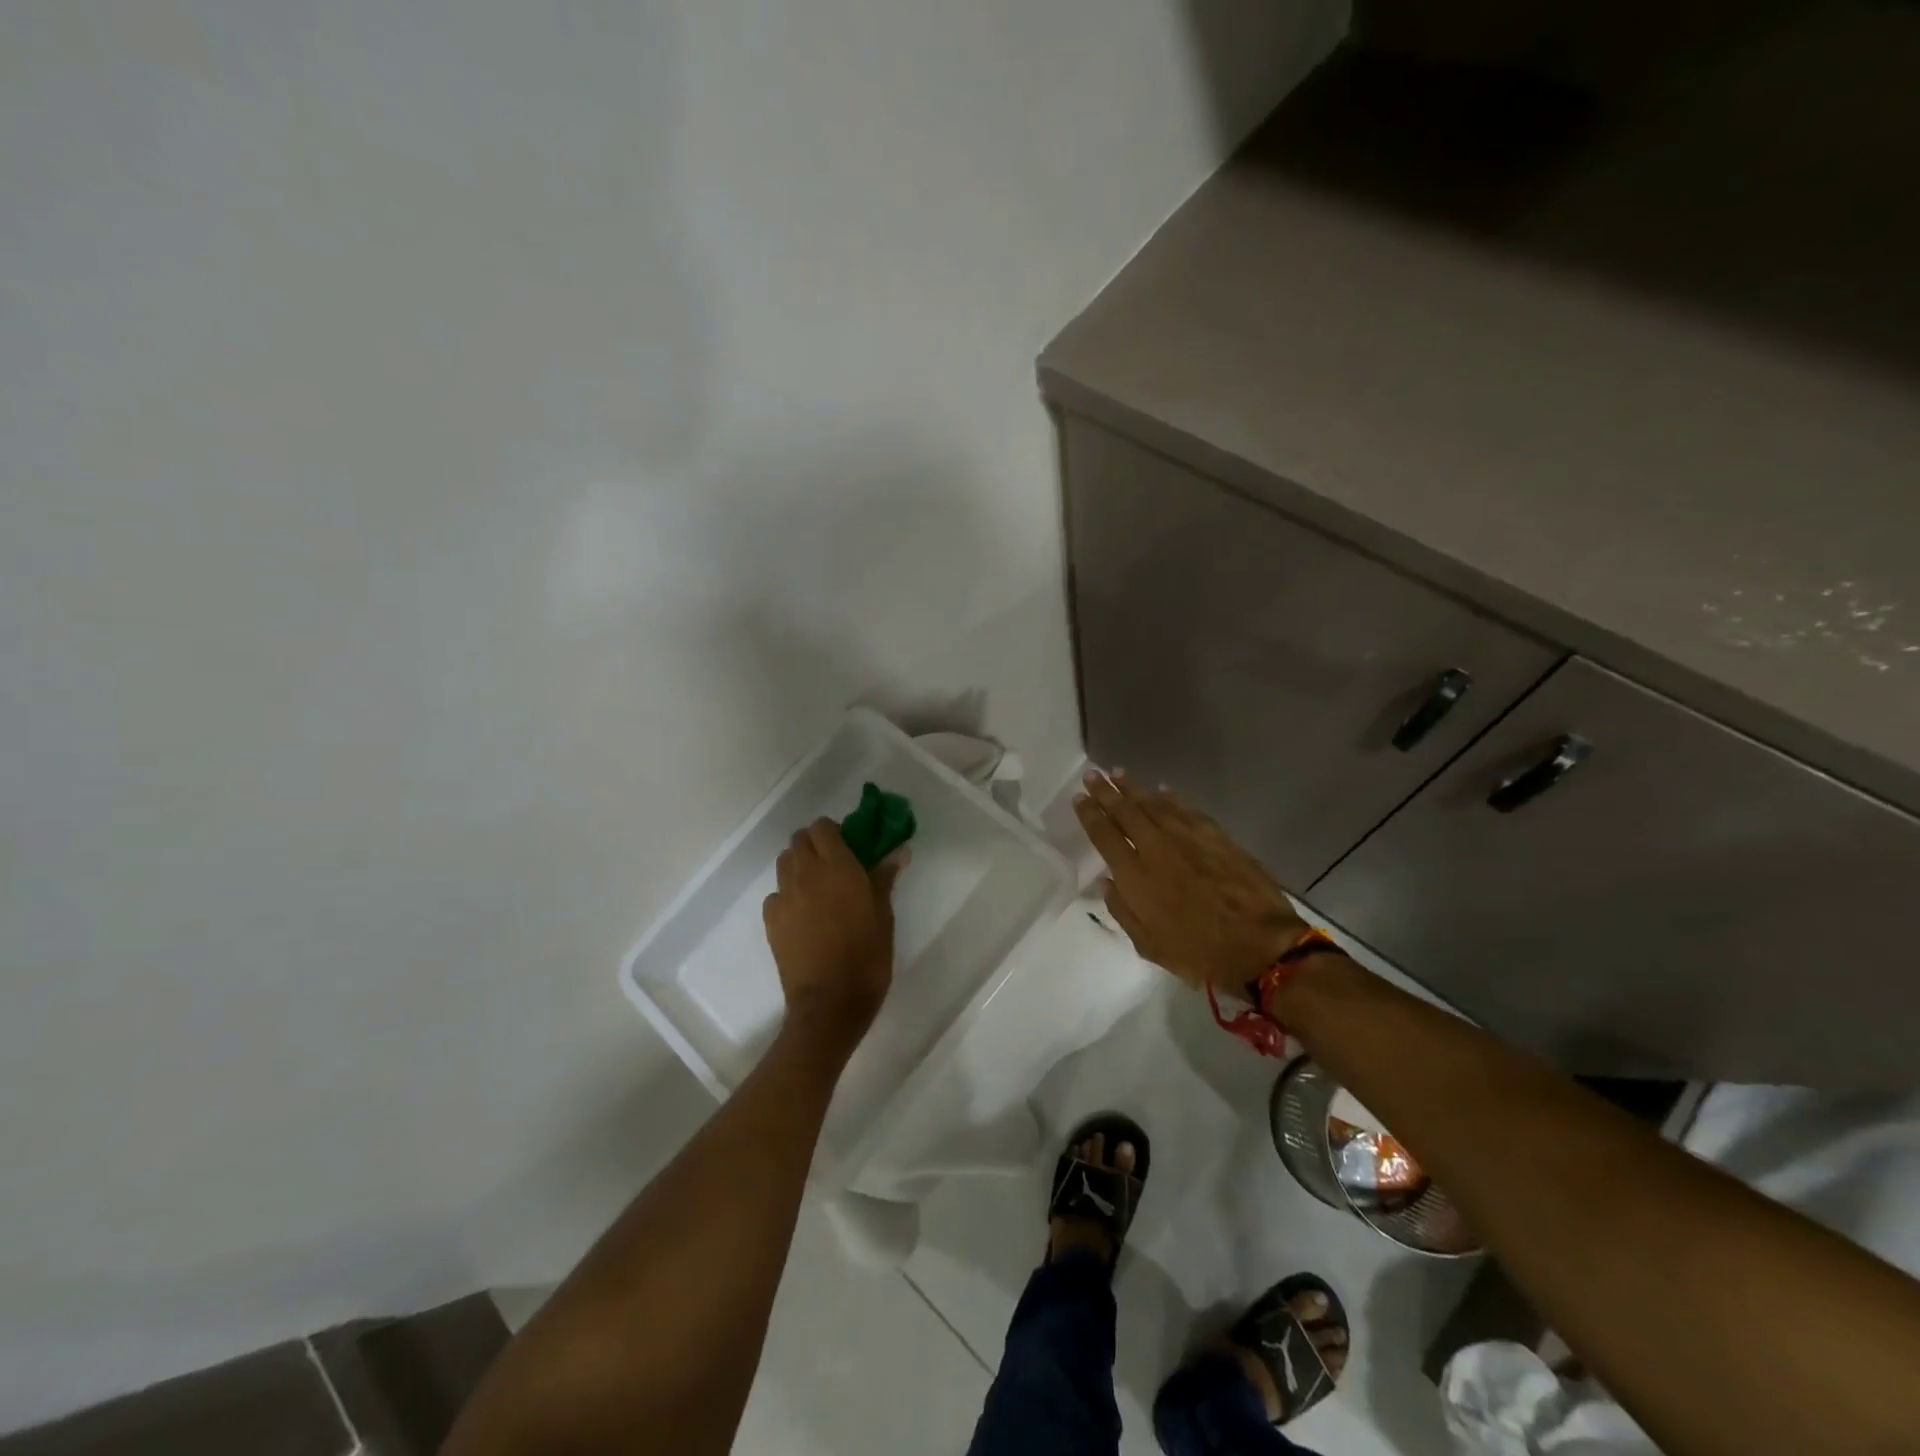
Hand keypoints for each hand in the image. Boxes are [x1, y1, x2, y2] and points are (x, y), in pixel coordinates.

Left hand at [763, 819, 903, 1051]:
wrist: (831, 1002)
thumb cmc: (867, 955)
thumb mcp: (884, 915)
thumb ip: (884, 877)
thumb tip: (898, 850)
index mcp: (838, 867)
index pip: (823, 827)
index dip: (833, 832)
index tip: (848, 847)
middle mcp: (806, 873)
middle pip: (799, 840)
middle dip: (814, 845)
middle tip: (833, 866)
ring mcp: (784, 896)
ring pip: (784, 862)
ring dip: (798, 865)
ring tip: (816, 888)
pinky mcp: (771, 919)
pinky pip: (775, 893)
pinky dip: (787, 894)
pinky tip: (802, 914)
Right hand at [1074, 771, 1306, 992]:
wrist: (1260, 946)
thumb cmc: (1199, 954)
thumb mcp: (1149, 945)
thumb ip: (1122, 911)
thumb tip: (1107, 882)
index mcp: (1135, 876)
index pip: (1105, 835)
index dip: (1090, 814)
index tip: (1079, 798)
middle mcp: (1157, 848)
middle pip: (1126, 812)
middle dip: (1106, 792)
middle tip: (1092, 776)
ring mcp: (1188, 838)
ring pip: (1155, 804)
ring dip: (1135, 788)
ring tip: (1119, 774)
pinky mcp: (1217, 837)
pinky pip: (1187, 809)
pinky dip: (1173, 798)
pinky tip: (1164, 790)